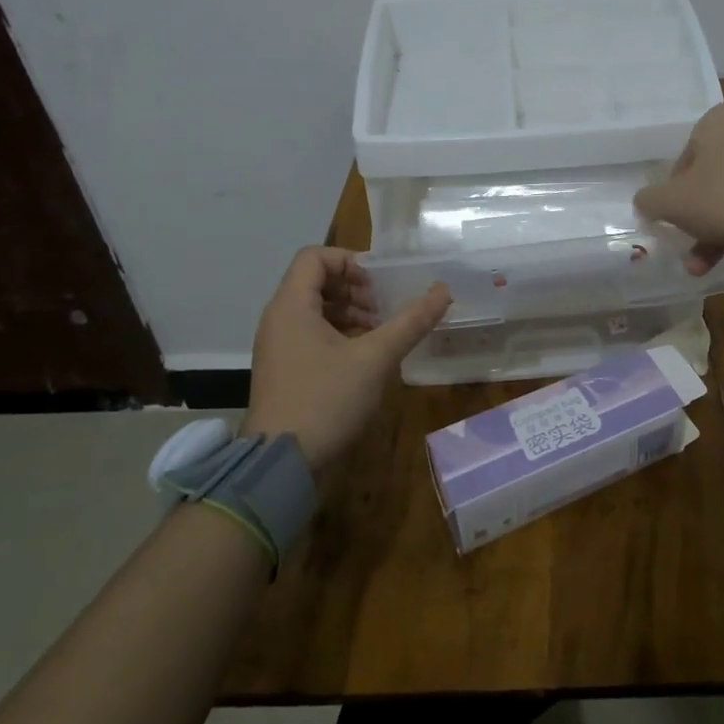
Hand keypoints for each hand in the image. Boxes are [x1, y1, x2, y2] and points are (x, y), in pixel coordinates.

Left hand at [242, 247, 450, 474]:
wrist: (280, 467)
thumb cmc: (324, 401)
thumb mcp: (375, 358)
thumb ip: (411, 322)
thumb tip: (444, 291)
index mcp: (291, 306)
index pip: (315, 257)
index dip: (350, 261)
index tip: (380, 283)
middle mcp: (279, 319)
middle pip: (315, 281)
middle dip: (355, 288)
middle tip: (385, 307)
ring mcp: (278, 347)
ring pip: (315, 310)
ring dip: (350, 312)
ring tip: (381, 331)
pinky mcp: (284, 371)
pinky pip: (311, 335)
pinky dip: (339, 334)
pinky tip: (366, 356)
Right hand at [634, 99, 723, 274]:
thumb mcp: (672, 202)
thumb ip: (651, 200)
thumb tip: (644, 202)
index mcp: (721, 115)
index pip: (688, 156)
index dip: (677, 191)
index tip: (678, 219)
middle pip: (719, 173)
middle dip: (705, 214)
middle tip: (696, 246)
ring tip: (716, 262)